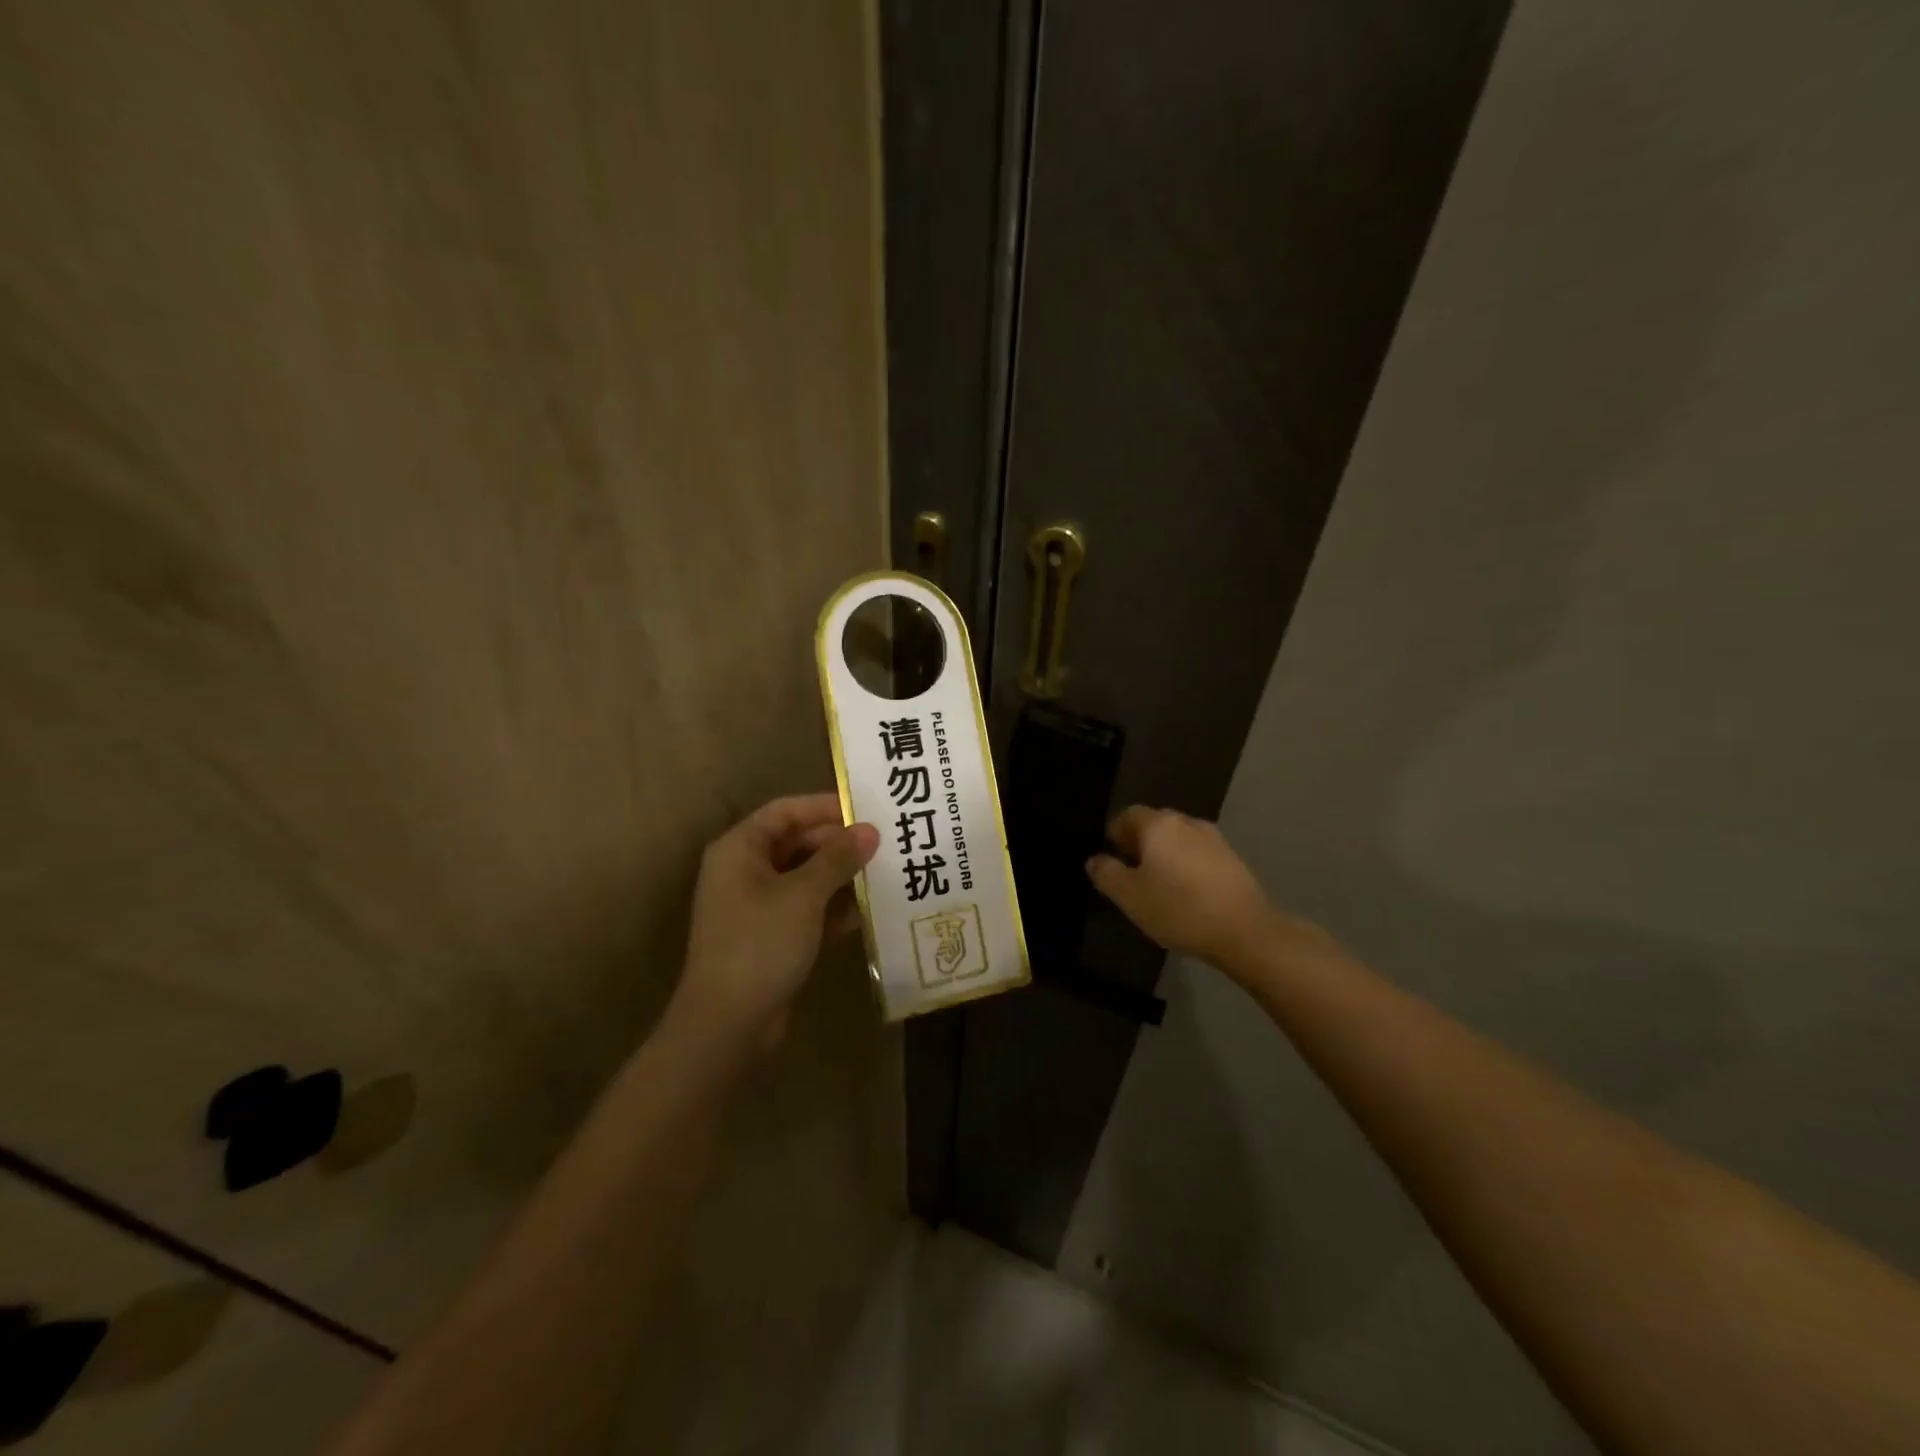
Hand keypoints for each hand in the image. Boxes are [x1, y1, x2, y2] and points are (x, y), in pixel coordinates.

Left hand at [668, 793, 878, 1055]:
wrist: (728, 1025)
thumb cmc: (760, 944)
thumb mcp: (803, 894)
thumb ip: (838, 858)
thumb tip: (869, 830)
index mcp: (740, 850)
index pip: (785, 811)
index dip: (825, 806)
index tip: (866, 809)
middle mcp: (745, 872)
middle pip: (797, 843)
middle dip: (839, 843)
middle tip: (885, 843)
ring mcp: (757, 907)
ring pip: (806, 878)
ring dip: (841, 876)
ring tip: (885, 872)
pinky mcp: (772, 938)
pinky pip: (807, 910)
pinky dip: (833, 908)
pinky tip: (868, 912)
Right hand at [1087, 806, 1315, 973]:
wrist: (1246, 931)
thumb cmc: (1179, 909)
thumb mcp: (1129, 897)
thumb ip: (1106, 874)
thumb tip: (1094, 859)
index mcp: (1158, 825)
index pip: (1127, 815)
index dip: (1115, 834)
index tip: (1111, 860)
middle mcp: (1186, 822)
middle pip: (1154, 824)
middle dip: (1140, 844)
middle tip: (1131, 875)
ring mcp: (1214, 839)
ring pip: (1178, 840)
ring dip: (1165, 856)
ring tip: (1159, 887)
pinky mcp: (1233, 859)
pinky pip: (1198, 855)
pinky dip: (1187, 867)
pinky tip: (1187, 894)